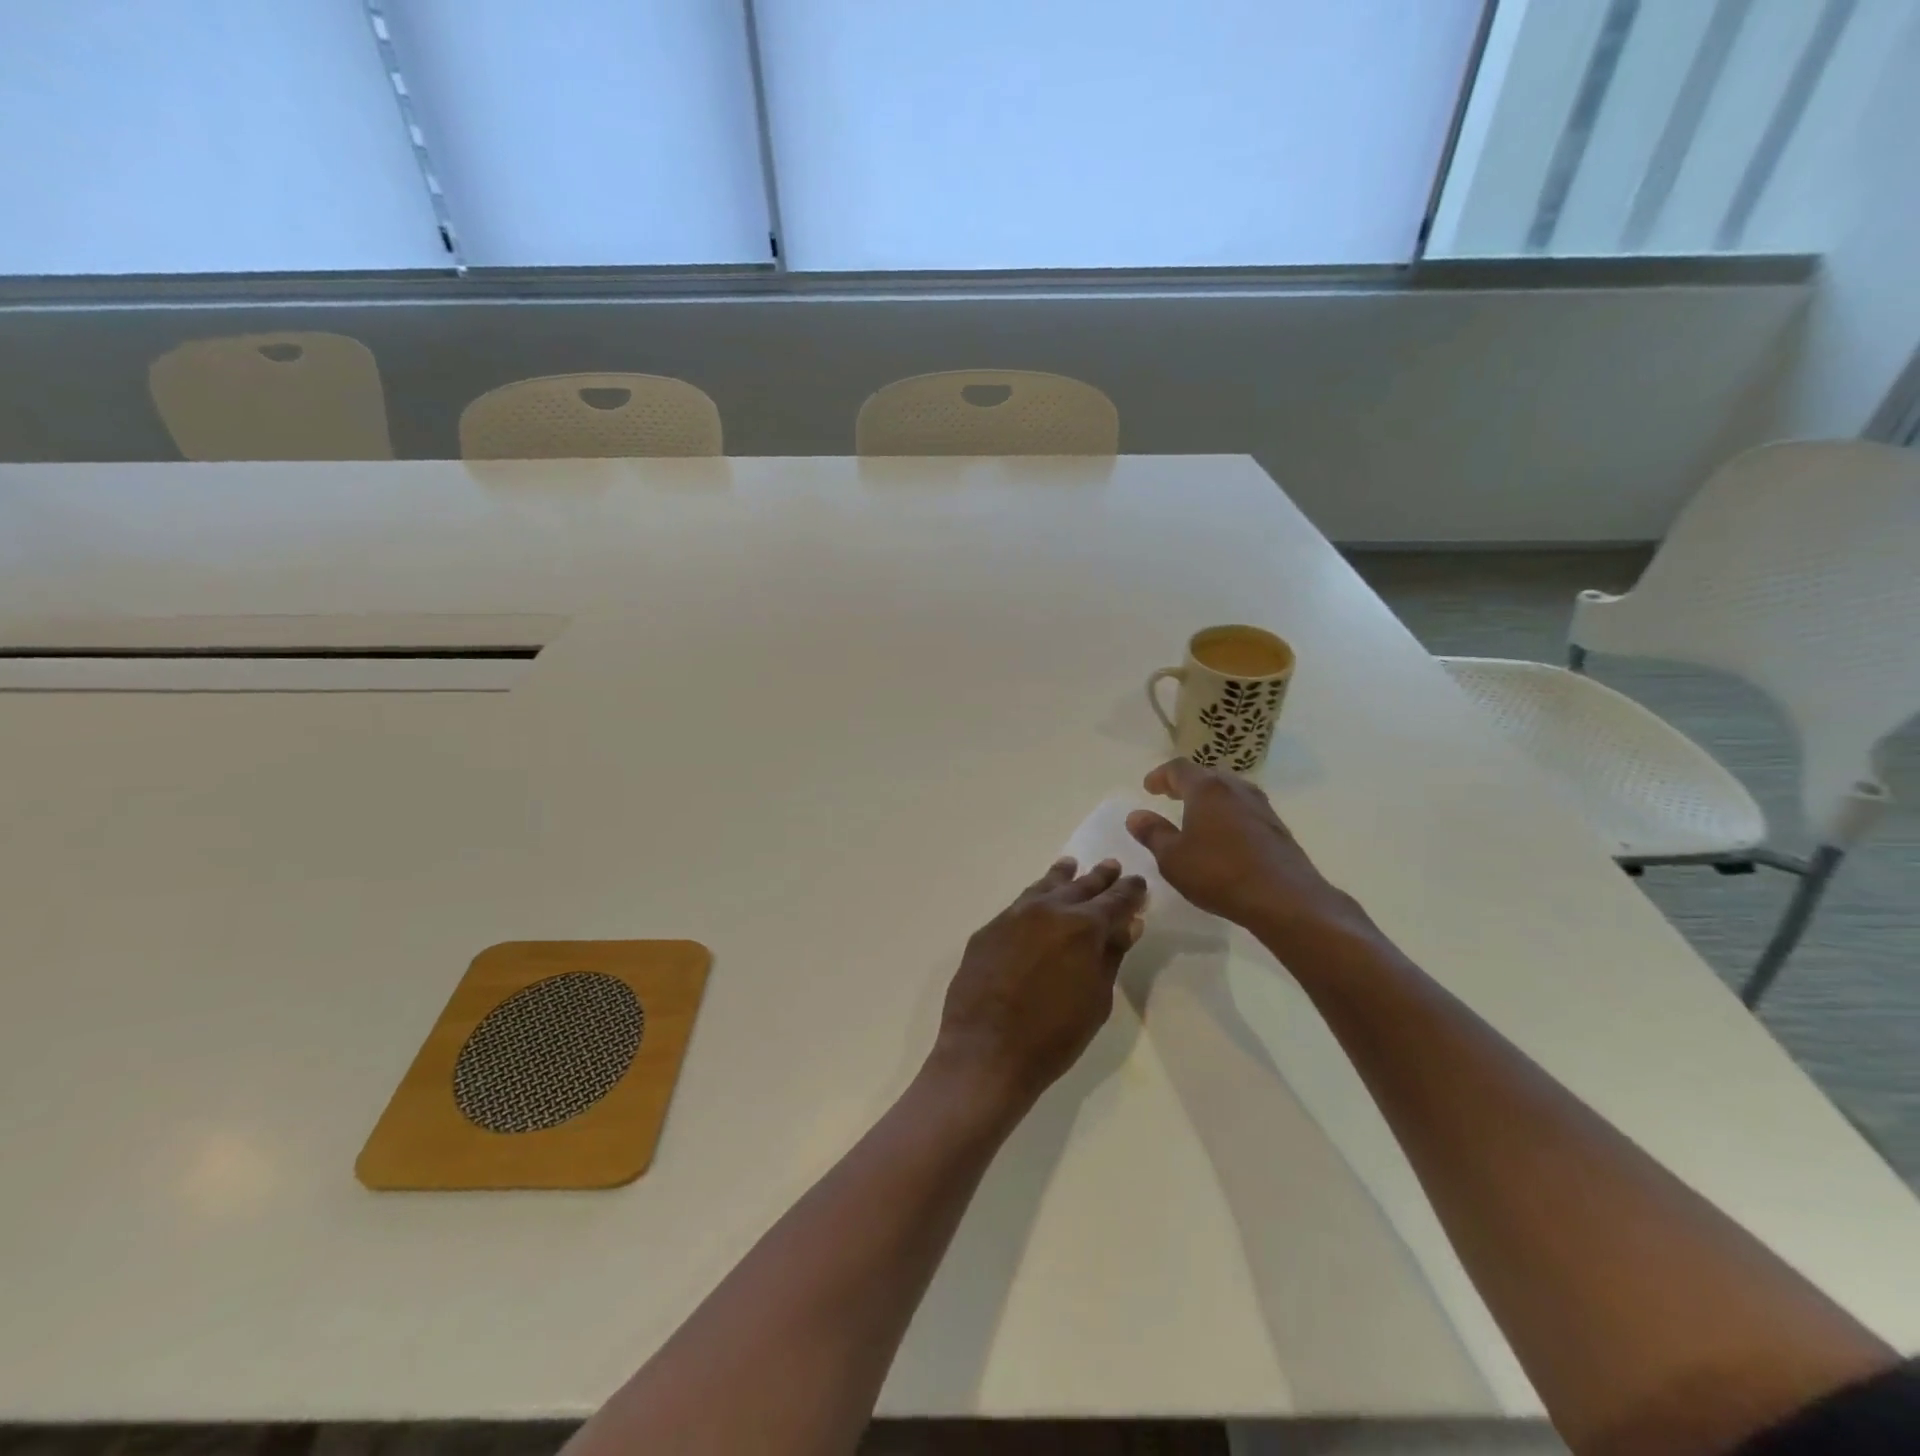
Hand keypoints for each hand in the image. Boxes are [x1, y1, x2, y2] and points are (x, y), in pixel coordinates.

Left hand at [931, 858, 1146, 1111]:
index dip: (1129, 891)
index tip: (1138, 882)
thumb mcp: (1097, 999)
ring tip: (1070, 866)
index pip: (1114, 901)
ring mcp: (1013, 916)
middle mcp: (1048, 910)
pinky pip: (1018, 905)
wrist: (986, 1050)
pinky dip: (1033, 897)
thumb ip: (1111, 955)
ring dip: (1061, 877)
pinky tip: (1036, 899)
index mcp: (1083, 927)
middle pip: (1080, 886)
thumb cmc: (1053, 1035)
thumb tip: (1128, 924)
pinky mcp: (988, 930)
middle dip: (1099, 878)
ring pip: (1044, 887)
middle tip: (1112, 865)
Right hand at [1125, 759, 1371, 952]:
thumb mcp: (1173, 858)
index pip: (1179, 768)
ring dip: (1209, 798)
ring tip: (1195, 814)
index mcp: (1207, 789)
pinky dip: (1227, 813)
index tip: (1149, 787)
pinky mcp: (1276, 827)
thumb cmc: (1219, 873)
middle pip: (1207, 775)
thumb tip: (1136, 815)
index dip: (1160, 775)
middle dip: (1185, 783)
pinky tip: (1223, 835)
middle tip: (1170, 795)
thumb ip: (1153, 833)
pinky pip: (1244, 809)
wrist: (1285, 899)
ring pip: (1229, 791)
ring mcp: (1261, 806)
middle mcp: (1236, 788)